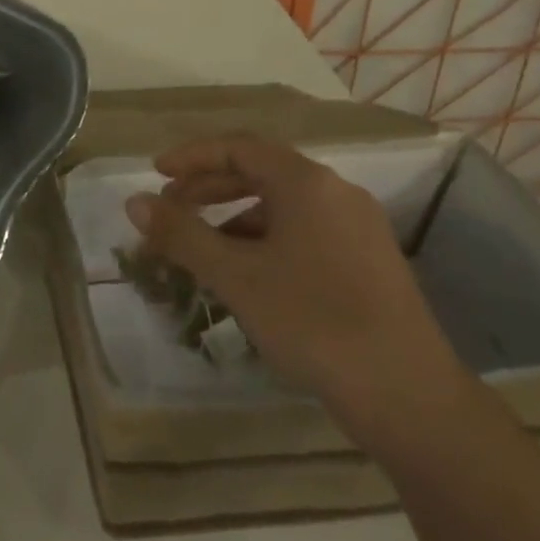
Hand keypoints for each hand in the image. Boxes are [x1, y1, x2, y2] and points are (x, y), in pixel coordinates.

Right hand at [125, 133, 468, 448]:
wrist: (404, 392)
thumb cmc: (312, 321)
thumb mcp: (236, 276)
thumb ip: (182, 235)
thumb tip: (135, 203)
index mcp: (307, 183)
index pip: (240, 147)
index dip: (193, 156)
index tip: (155, 173)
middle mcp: (337, 193)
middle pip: (262, 172)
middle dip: (210, 187)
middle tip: (170, 209)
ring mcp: (358, 227)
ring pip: (283, 206)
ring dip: (235, 218)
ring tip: (201, 249)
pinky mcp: (367, 261)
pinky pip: (304, 232)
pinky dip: (265, 241)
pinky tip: (247, 275)